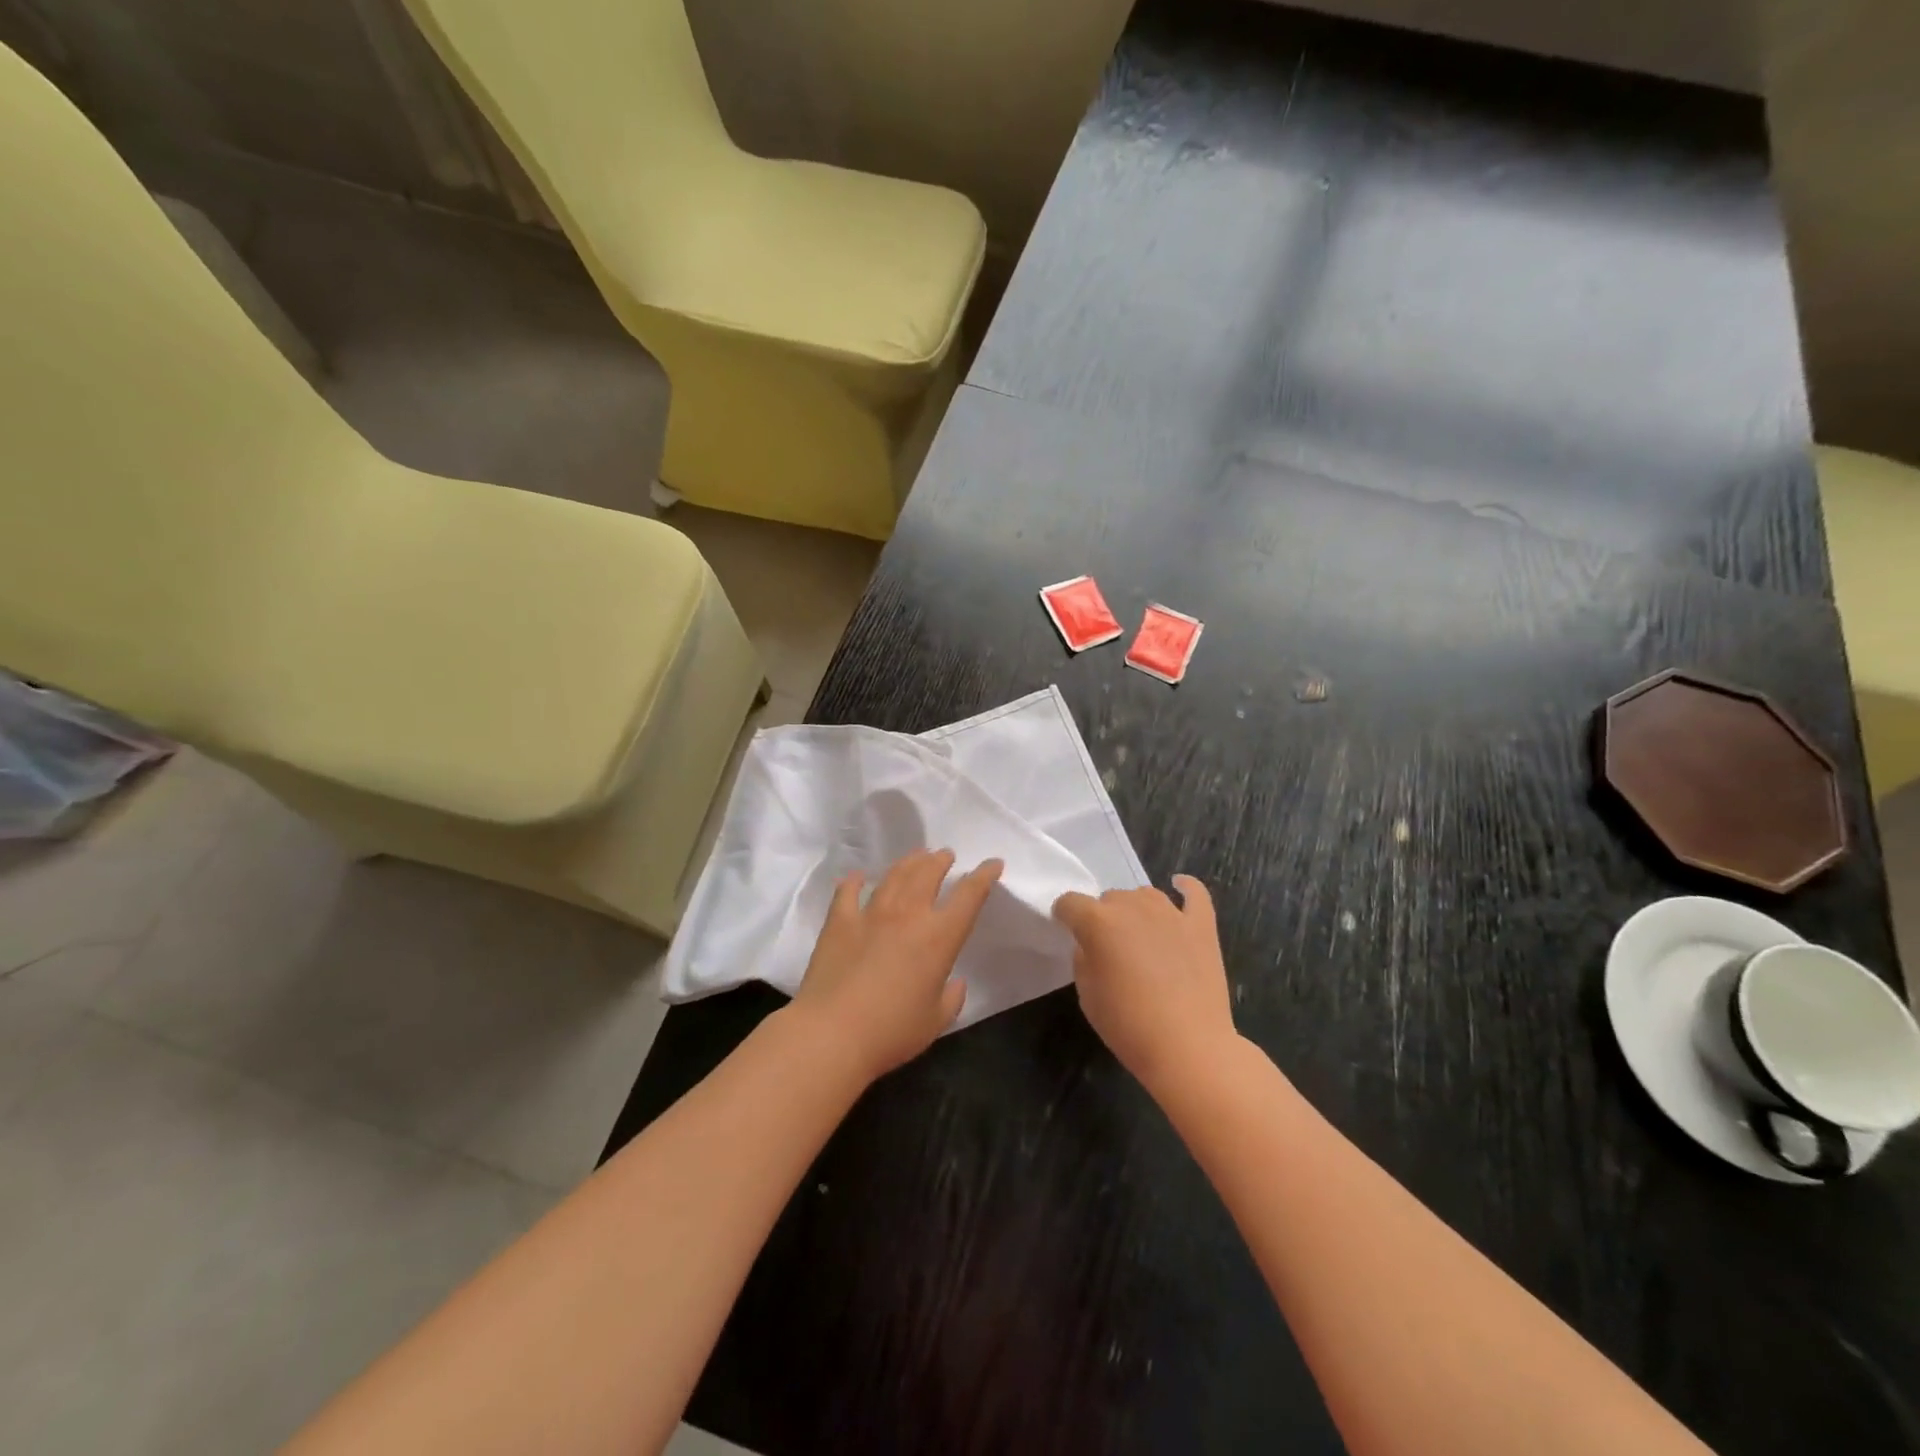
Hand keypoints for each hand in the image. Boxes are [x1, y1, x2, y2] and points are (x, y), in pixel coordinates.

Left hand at [789, 849, 1002, 1081]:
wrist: (832, 1034)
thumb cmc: (891, 1032)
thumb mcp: (935, 1021)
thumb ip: (951, 998)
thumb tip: (955, 982)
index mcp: (938, 938)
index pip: (969, 896)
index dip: (983, 876)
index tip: (992, 863)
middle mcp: (907, 915)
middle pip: (928, 873)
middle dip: (941, 860)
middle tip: (945, 855)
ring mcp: (870, 913)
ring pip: (894, 875)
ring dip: (909, 862)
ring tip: (917, 856)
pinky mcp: (839, 921)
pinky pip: (848, 891)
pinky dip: (855, 881)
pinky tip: (858, 877)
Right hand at [1053, 876, 1236, 1094]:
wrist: (1189, 1048)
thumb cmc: (1128, 1025)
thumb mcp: (1087, 994)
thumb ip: (1084, 958)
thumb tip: (1092, 945)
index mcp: (1098, 921)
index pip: (1070, 903)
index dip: (1065, 916)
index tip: (1067, 931)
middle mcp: (1132, 906)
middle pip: (1109, 898)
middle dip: (1103, 917)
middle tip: (1109, 950)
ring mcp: (1171, 913)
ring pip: (1144, 895)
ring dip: (1136, 910)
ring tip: (1140, 937)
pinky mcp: (1201, 925)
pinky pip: (1195, 894)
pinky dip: (1186, 888)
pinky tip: (1180, 885)